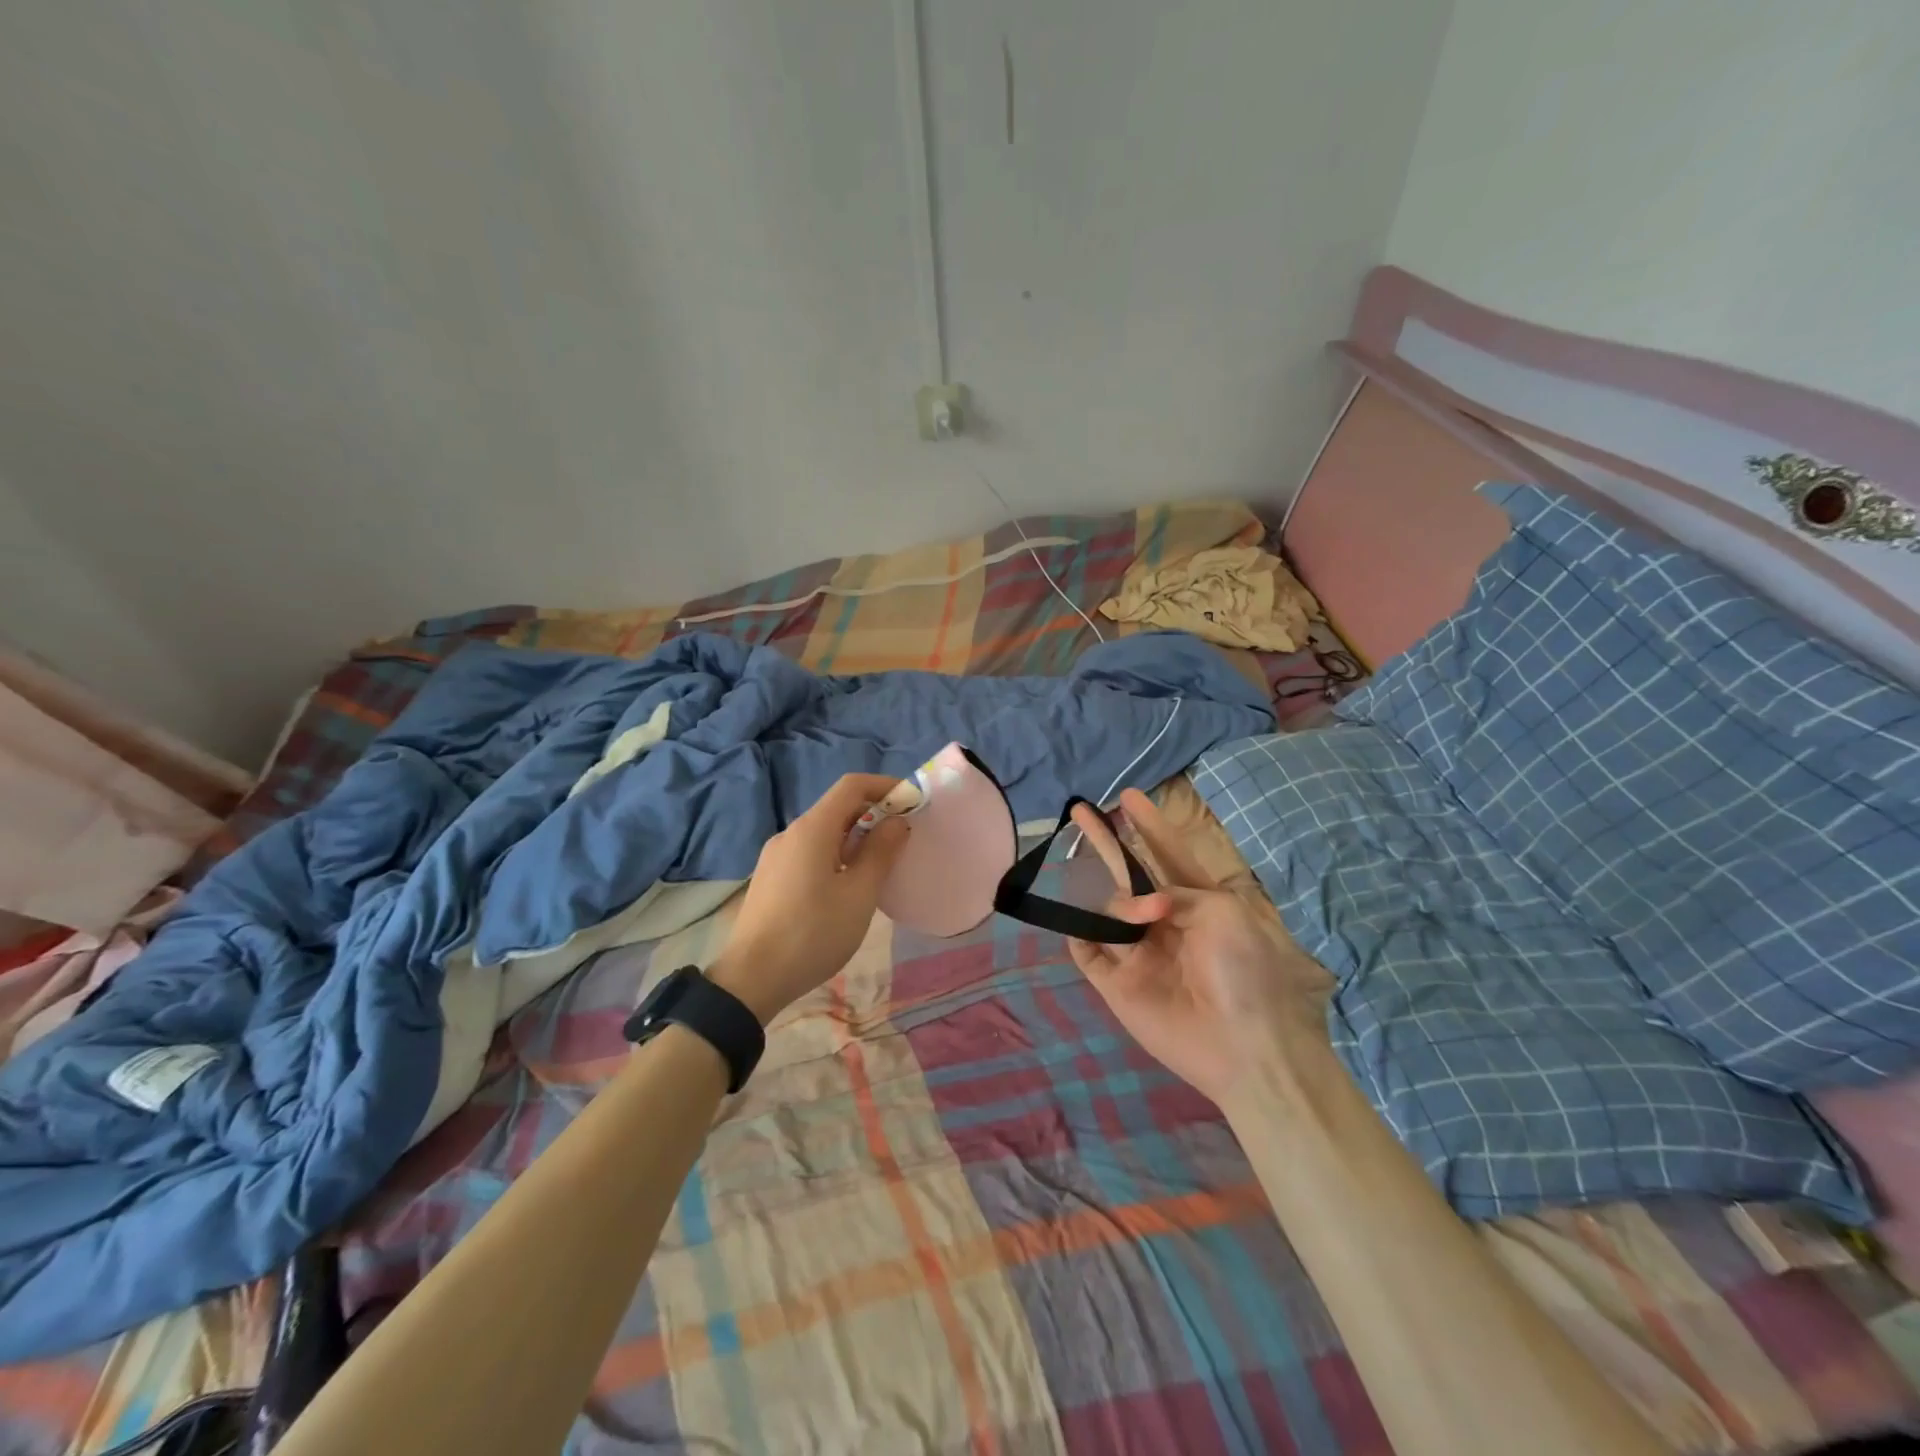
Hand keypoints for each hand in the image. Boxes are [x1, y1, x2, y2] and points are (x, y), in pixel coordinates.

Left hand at [707, 774, 910, 1022]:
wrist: (751, 979)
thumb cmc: (813, 933)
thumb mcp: (859, 894)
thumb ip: (880, 852)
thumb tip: (896, 822)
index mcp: (812, 829)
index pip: (852, 786)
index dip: (885, 786)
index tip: (912, 804)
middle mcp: (790, 833)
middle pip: (837, 808)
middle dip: (873, 814)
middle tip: (902, 839)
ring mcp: (776, 856)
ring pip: (823, 833)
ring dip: (855, 838)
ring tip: (879, 866)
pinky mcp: (770, 878)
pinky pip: (809, 853)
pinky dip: (835, 855)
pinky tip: (846, 887)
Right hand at [1066, 788, 1333, 1110]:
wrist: (1243, 1046)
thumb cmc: (1244, 971)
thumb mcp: (1223, 913)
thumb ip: (1176, 893)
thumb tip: (1144, 905)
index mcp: (1198, 904)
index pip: (1168, 854)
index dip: (1149, 826)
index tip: (1130, 796)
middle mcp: (1165, 923)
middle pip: (1128, 875)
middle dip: (1107, 842)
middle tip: (1081, 810)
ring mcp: (1139, 954)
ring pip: (1107, 911)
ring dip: (1119, 906)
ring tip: (1147, 919)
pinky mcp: (1117, 984)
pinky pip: (1087, 952)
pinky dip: (1079, 935)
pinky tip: (1080, 926)